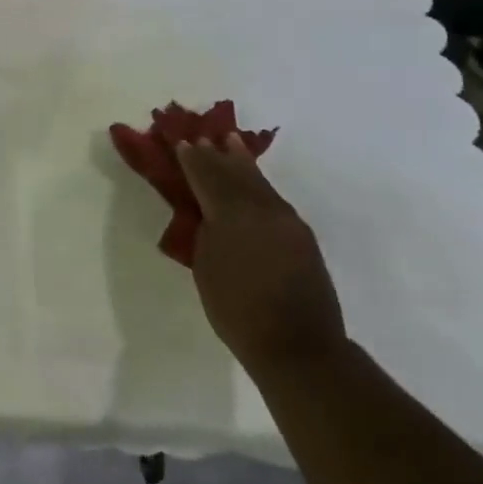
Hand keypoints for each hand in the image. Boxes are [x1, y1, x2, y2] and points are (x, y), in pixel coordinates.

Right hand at [176, 138, 346, 378]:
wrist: (298, 346)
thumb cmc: (237, 310)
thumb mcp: (205, 267)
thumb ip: (205, 231)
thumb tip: (207, 213)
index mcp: (231, 214)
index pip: (206, 177)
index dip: (192, 159)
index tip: (181, 142)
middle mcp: (261, 208)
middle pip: (234, 173)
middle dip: (216, 155)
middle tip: (203, 137)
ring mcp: (286, 220)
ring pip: (257, 182)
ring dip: (241, 162)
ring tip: (231, 142)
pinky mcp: (301, 235)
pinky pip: (272, 197)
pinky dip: (257, 182)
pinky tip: (253, 181)